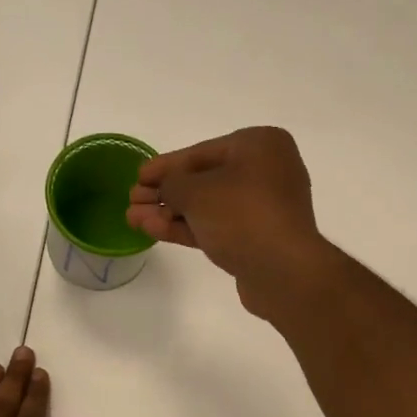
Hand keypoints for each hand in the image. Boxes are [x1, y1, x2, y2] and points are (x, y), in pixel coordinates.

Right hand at [126, 126, 334, 317]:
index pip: (201, 152)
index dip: (165, 166)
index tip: (138, 176)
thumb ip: (171, 184)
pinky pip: (217, 226)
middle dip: (164, 193)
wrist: (283, 271)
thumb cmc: (242, 215)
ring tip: (133, 219)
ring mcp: (264, 207)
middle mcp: (267, 170)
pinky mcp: (258, 238)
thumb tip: (164, 189)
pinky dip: (187, 228)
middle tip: (132, 201)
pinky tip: (152, 230)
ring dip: (170, 213)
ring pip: (207, 206)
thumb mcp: (196, 192)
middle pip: (203, 180)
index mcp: (260, 145)